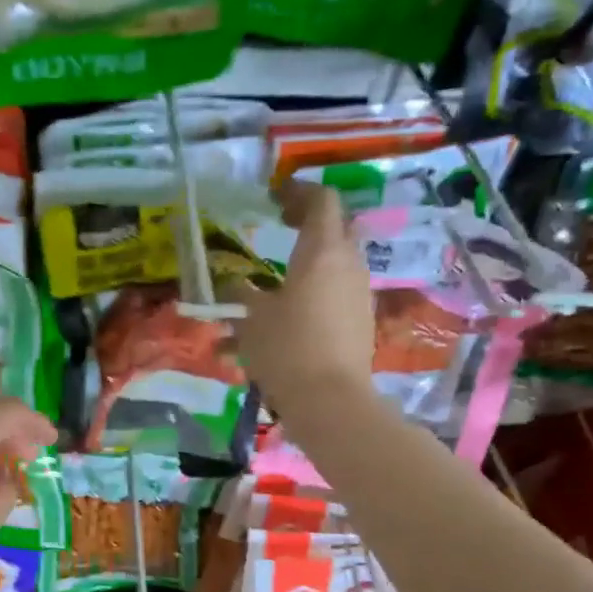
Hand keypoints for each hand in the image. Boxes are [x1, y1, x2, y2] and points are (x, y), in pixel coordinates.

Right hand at [224, 183, 376, 413]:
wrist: (330, 400)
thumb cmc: (286, 349)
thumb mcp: (251, 320)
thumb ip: (241, 295)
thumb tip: (233, 286)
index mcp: (321, 252)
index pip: (321, 201)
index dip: (299, 192)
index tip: (275, 198)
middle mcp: (347, 264)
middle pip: (335, 228)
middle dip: (308, 224)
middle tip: (281, 227)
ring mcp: (358, 293)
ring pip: (334, 264)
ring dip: (307, 263)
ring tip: (272, 282)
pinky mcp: (359, 320)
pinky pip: (335, 294)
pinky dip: (312, 293)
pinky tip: (283, 320)